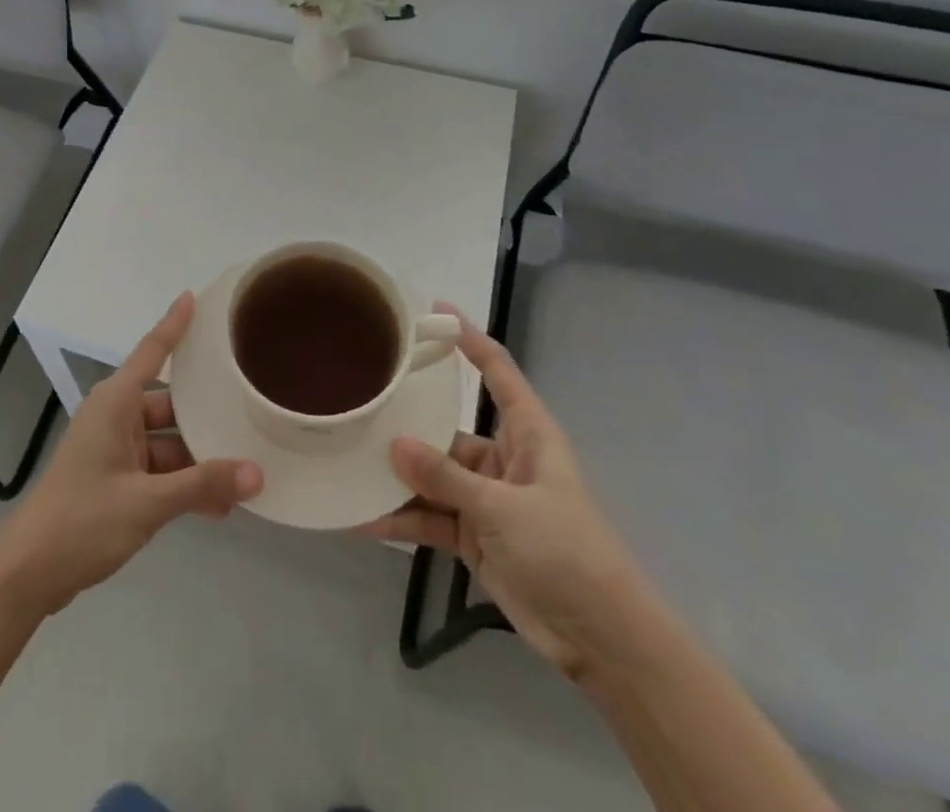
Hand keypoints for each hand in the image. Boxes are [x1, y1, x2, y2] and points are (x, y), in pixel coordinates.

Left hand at [0, 293, 262, 617]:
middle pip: (170, 404)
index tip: (194, 296)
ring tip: (244, 473)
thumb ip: (202, 485)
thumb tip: (257, 473)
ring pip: (168, 442)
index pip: (152, 351)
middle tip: (249, 412)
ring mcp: (114, 449)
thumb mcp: (147, 502)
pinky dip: (182, 484)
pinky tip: (217, 506)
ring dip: (198, 460)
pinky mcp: (114, 479)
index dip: (174, 323)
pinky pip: (158, 470)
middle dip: (206, 416)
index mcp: (115, 402)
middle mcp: (115, 416)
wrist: (28, 573)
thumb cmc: (83, 520)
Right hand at [360, 307, 649, 680]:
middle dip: (407, 422)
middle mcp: (502, 458)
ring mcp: (485, 498)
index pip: (497, 371)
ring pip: (432, 475)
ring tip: (348, 462)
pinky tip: (362, 518)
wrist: (600, 638)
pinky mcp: (473, 535)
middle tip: (361, 400)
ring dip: (396, 477)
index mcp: (526, 433)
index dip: (470, 339)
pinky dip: (400, 520)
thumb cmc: (565, 550)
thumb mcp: (504, 508)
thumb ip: (446, 477)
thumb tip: (394, 445)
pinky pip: (429, 518)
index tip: (435, 310)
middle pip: (447, 428)